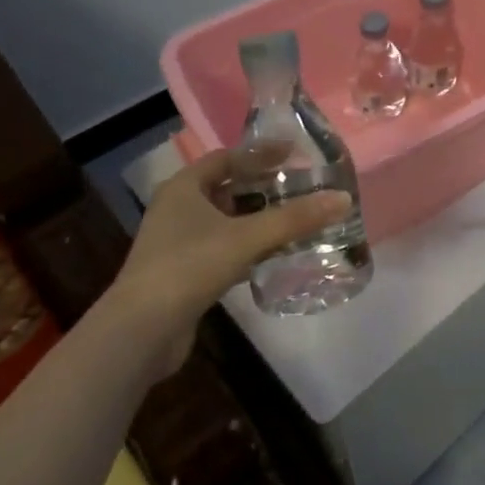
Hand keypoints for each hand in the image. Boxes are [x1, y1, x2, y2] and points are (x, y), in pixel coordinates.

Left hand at [109, 147, 351, 369]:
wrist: (141, 331)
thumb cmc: (190, 266)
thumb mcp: (247, 237)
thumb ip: (295, 218)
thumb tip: (343, 198)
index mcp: (184, 187)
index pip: (227, 158)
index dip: (260, 154)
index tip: (294, 153)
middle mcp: (178, 209)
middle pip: (228, 189)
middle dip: (263, 188)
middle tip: (301, 187)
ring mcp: (178, 243)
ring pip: (227, 221)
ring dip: (258, 220)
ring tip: (296, 219)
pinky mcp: (184, 273)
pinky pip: (224, 249)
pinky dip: (249, 247)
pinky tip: (275, 254)